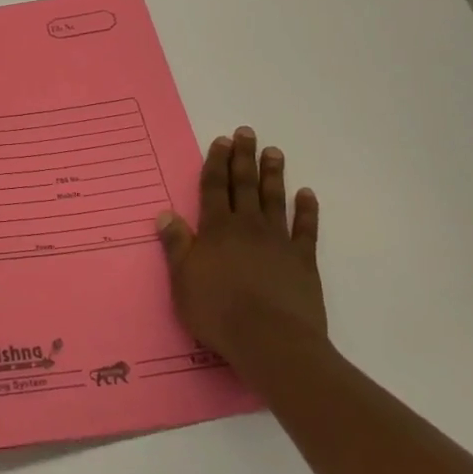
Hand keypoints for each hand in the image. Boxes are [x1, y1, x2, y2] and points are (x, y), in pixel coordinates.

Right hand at [157, 129, 324, 358]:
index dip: (216, 163)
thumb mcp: (183, 281)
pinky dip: (307, 210)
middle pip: (244, 185)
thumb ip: (176, 246)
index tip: (221, 141)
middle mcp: (247, 226)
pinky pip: (306, 229)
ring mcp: (278, 241)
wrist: (271, 341)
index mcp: (216, 229)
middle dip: (243, 157)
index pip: (214, 187)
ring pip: (274, 199)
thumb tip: (165, 214)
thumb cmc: (218, 312)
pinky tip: (307, 194)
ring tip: (274, 151)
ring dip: (273, 174)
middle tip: (246, 133)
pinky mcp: (303, 261)